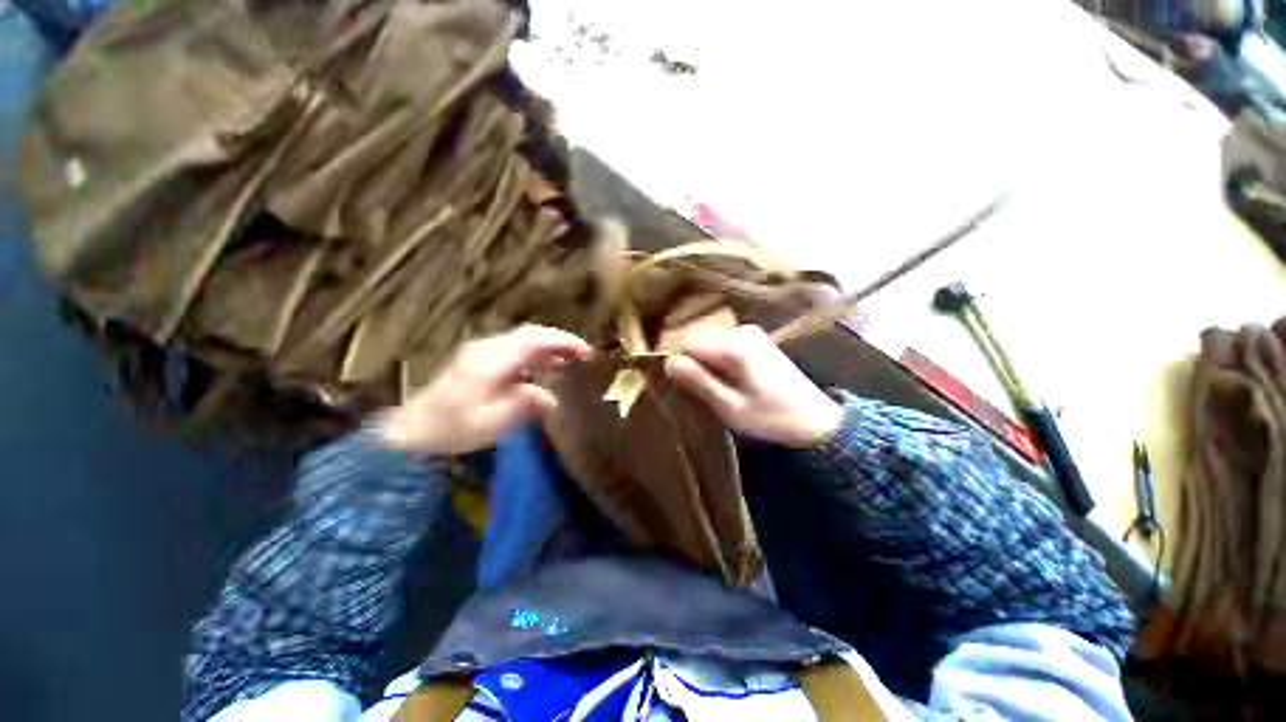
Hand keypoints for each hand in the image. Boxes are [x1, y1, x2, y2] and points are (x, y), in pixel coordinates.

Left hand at [379, 325, 592, 454]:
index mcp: (493, 361)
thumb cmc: (451, 429)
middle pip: (532, 335)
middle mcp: (489, 349)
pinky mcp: (481, 360)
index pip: (536, 340)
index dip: (565, 342)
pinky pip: (517, 350)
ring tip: (572, 361)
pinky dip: (537, 355)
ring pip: (525, 340)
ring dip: (551, 347)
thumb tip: (551, 398)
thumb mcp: (492, 424)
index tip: (588, 353)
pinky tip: (546, 369)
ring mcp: (484, 352)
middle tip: (585, 356)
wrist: (412, 430)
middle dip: (562, 342)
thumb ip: (525, 406)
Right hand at [664, 324, 841, 447]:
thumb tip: (668, 362)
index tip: (690, 387)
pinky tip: (732, 379)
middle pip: (698, 337)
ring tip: (719, 387)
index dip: (683, 363)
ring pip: (710, 340)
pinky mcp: (756, 339)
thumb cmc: (770, 418)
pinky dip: (719, 359)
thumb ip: (698, 382)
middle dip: (695, 361)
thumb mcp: (729, 407)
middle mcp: (741, 330)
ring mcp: (751, 332)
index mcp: (734, 346)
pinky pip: (723, 342)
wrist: (816, 420)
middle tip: (705, 390)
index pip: (688, 341)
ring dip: (707, 361)